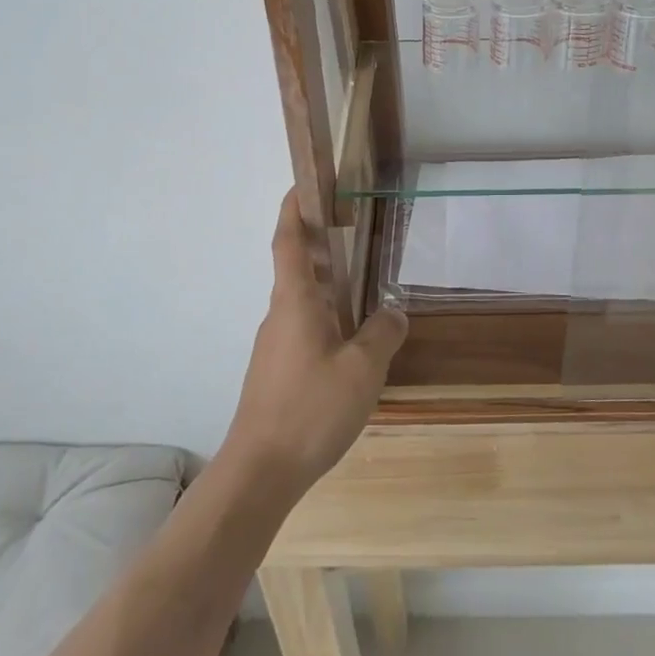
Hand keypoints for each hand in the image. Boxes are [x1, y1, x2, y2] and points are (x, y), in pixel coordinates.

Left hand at [221, 191, 406, 500]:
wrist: (260, 471)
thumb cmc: (310, 408)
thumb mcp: (363, 369)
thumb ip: (383, 333)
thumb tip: (394, 312)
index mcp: (295, 301)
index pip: (288, 241)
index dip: (294, 209)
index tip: (304, 184)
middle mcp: (280, 315)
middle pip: (295, 267)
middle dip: (319, 243)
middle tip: (354, 229)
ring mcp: (275, 345)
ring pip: (302, 301)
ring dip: (326, 284)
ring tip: (364, 285)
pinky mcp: (277, 371)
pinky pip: (304, 329)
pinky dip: (326, 317)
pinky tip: (352, 342)